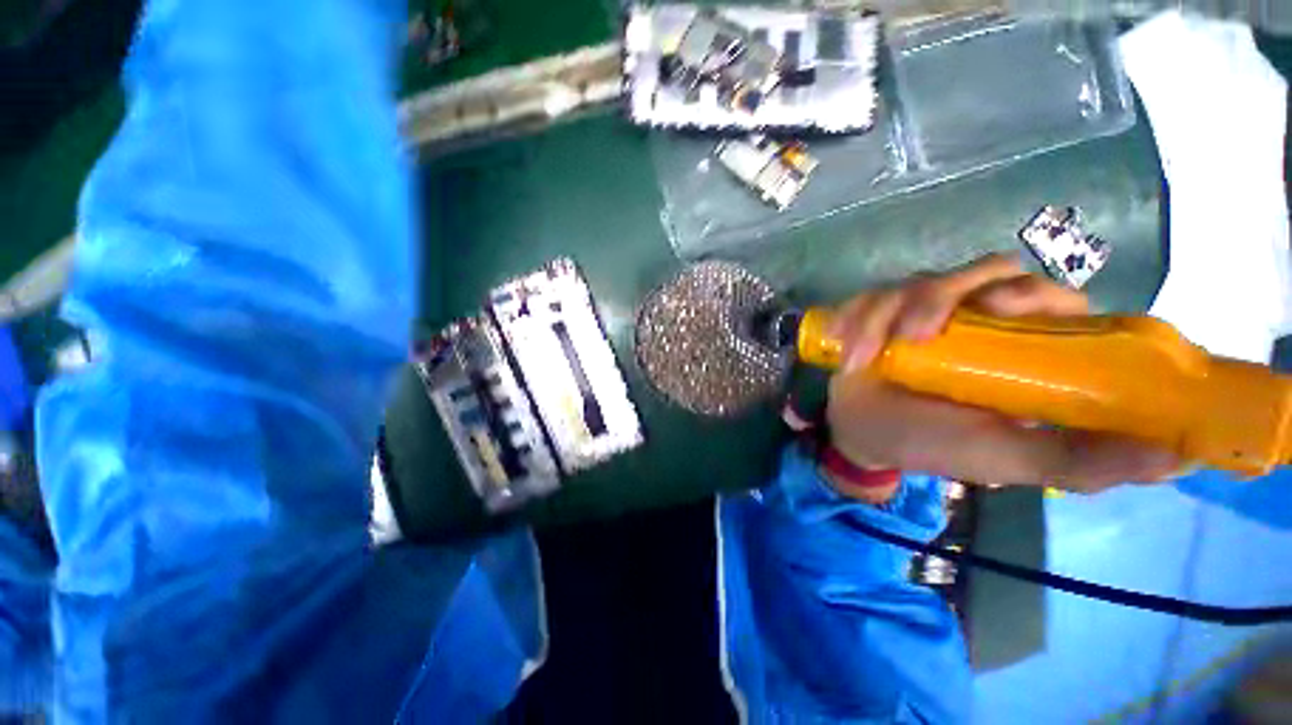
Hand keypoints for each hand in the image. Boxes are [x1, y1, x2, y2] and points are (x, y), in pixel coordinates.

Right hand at [823, 254, 1179, 499]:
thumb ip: (1084, 460)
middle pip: (983, 271)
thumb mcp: (1011, 458)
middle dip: (943, 297)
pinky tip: (845, 350)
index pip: (1048, 295)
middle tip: (917, 335)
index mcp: (1021, 345)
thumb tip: (1180, 455)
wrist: (864, 433)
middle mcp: (977, 317)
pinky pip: (870, 296)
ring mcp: (923, 310)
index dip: (1032, 294)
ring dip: (886, 317)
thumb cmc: (937, 445)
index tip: (1001, 311)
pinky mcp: (879, 311)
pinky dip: (856, 319)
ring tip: (863, 358)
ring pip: (918, 282)